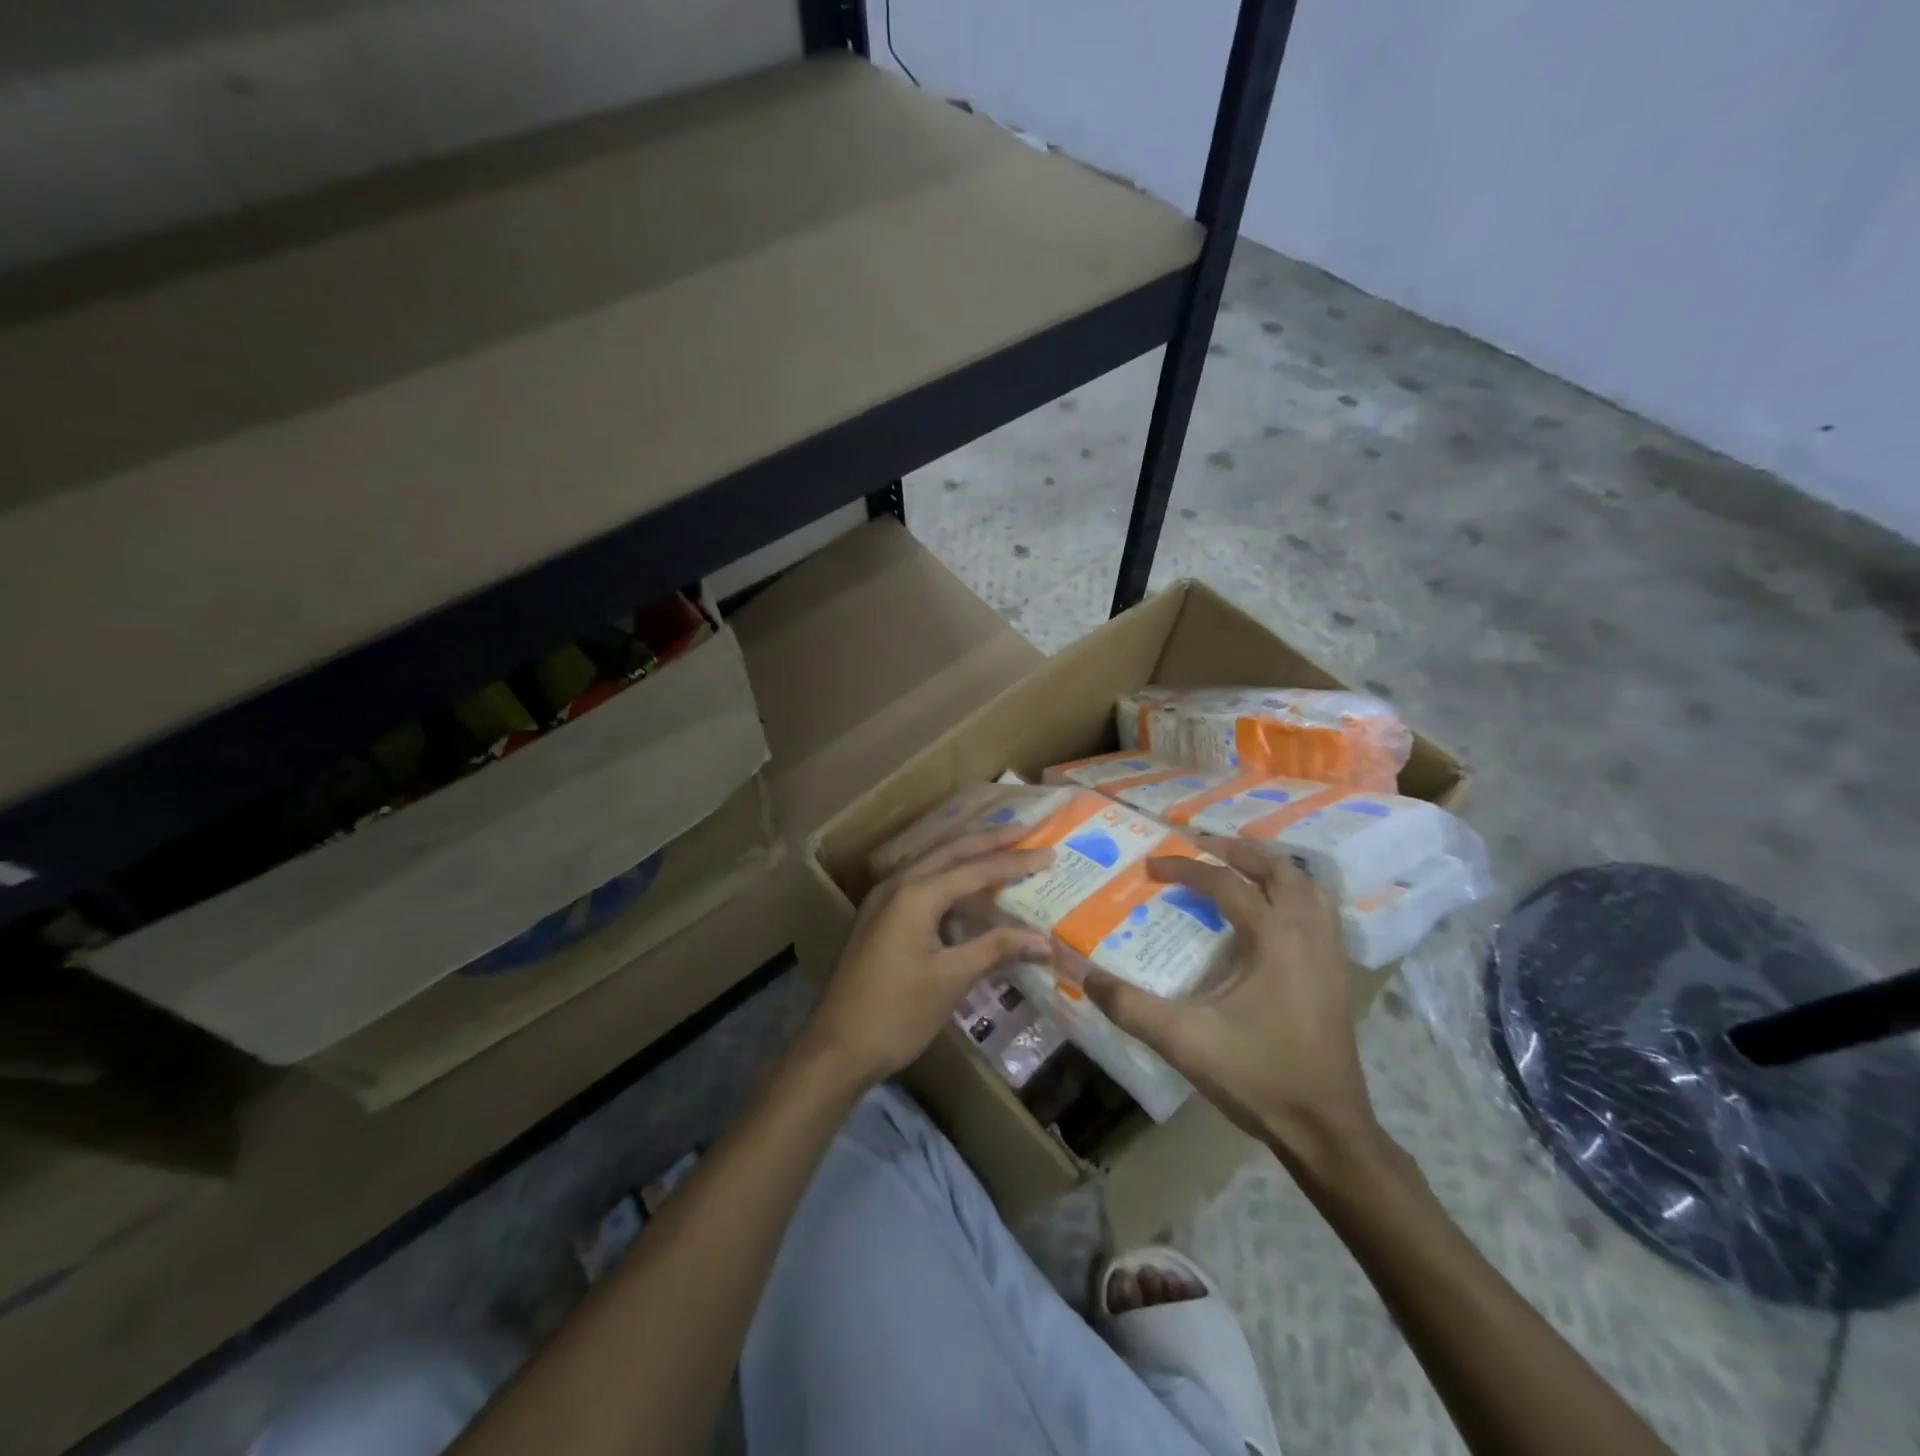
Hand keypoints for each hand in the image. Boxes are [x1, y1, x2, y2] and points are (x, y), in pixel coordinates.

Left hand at [803, 825, 1053, 1087]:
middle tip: (1025, 831)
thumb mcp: (951, 979)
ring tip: (1000, 847)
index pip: (974, 869)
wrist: (837, 1047)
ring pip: (932, 863)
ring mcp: (883, 900)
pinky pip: (920, 882)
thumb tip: (1044, 940)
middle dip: (988, 840)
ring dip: (966, 853)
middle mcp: (897, 885)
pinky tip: (965, 886)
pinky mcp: (879, 918)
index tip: (1048, 853)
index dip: (1014, 862)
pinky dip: (948, 876)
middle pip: (949, 851)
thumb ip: (996, 949)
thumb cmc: (897, 1013)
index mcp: (915, 895)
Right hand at [1083, 836, 1378, 1167]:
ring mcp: (1330, 953)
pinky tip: (1273, 911)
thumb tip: (1084, 975)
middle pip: (1276, 869)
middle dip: (1234, 850)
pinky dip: (1293, 893)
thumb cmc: (1258, 1077)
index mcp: (1274, 939)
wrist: (1327, 1130)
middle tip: (1197, 845)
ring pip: (1306, 886)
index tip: (1150, 868)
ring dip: (1270, 867)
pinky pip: (1320, 911)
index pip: (1225, 883)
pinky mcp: (1338, 973)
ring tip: (1236, 867)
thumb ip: (1129, 1007)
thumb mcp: (1184, 1041)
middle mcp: (1307, 934)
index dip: (1184, 869)